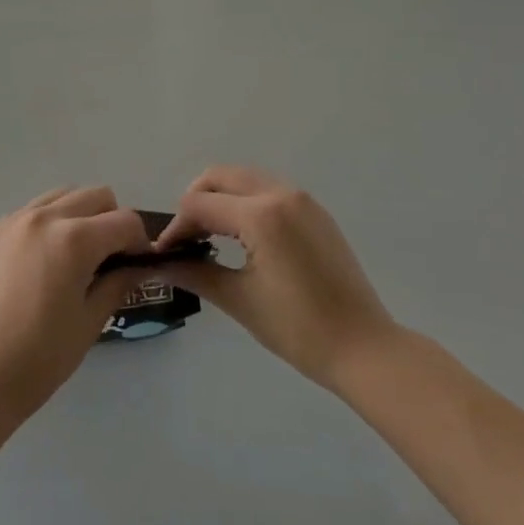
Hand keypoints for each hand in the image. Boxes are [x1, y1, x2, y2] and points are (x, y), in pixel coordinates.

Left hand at [0, 186, 153, 421]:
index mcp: (74, 239)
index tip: (136, 264)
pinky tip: (32, 268)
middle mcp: (42, 218)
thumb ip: (117, 283)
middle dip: (109, 221)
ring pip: (57, 198)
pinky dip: (40, 229)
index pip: (125, 220)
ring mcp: (9, 222)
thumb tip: (137, 266)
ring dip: (75, 217)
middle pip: (94, 196)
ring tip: (69, 257)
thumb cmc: (39, 359)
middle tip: (106, 258)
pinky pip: (24, 216)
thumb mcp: (90, 323)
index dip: (139, 242)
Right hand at [158, 167, 396, 391]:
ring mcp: (303, 200)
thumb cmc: (299, 328)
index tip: (164, 254)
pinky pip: (269, 190)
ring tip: (209, 236)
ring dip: (221, 198)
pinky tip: (242, 237)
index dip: (176, 227)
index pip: (200, 204)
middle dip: (196, 201)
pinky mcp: (315, 212)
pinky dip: (246, 202)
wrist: (364, 347)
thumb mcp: (241, 300)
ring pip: (246, 179)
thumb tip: (159, 264)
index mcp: (261, 214)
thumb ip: (196, 273)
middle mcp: (281, 193)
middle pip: (221, 176)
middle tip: (185, 238)